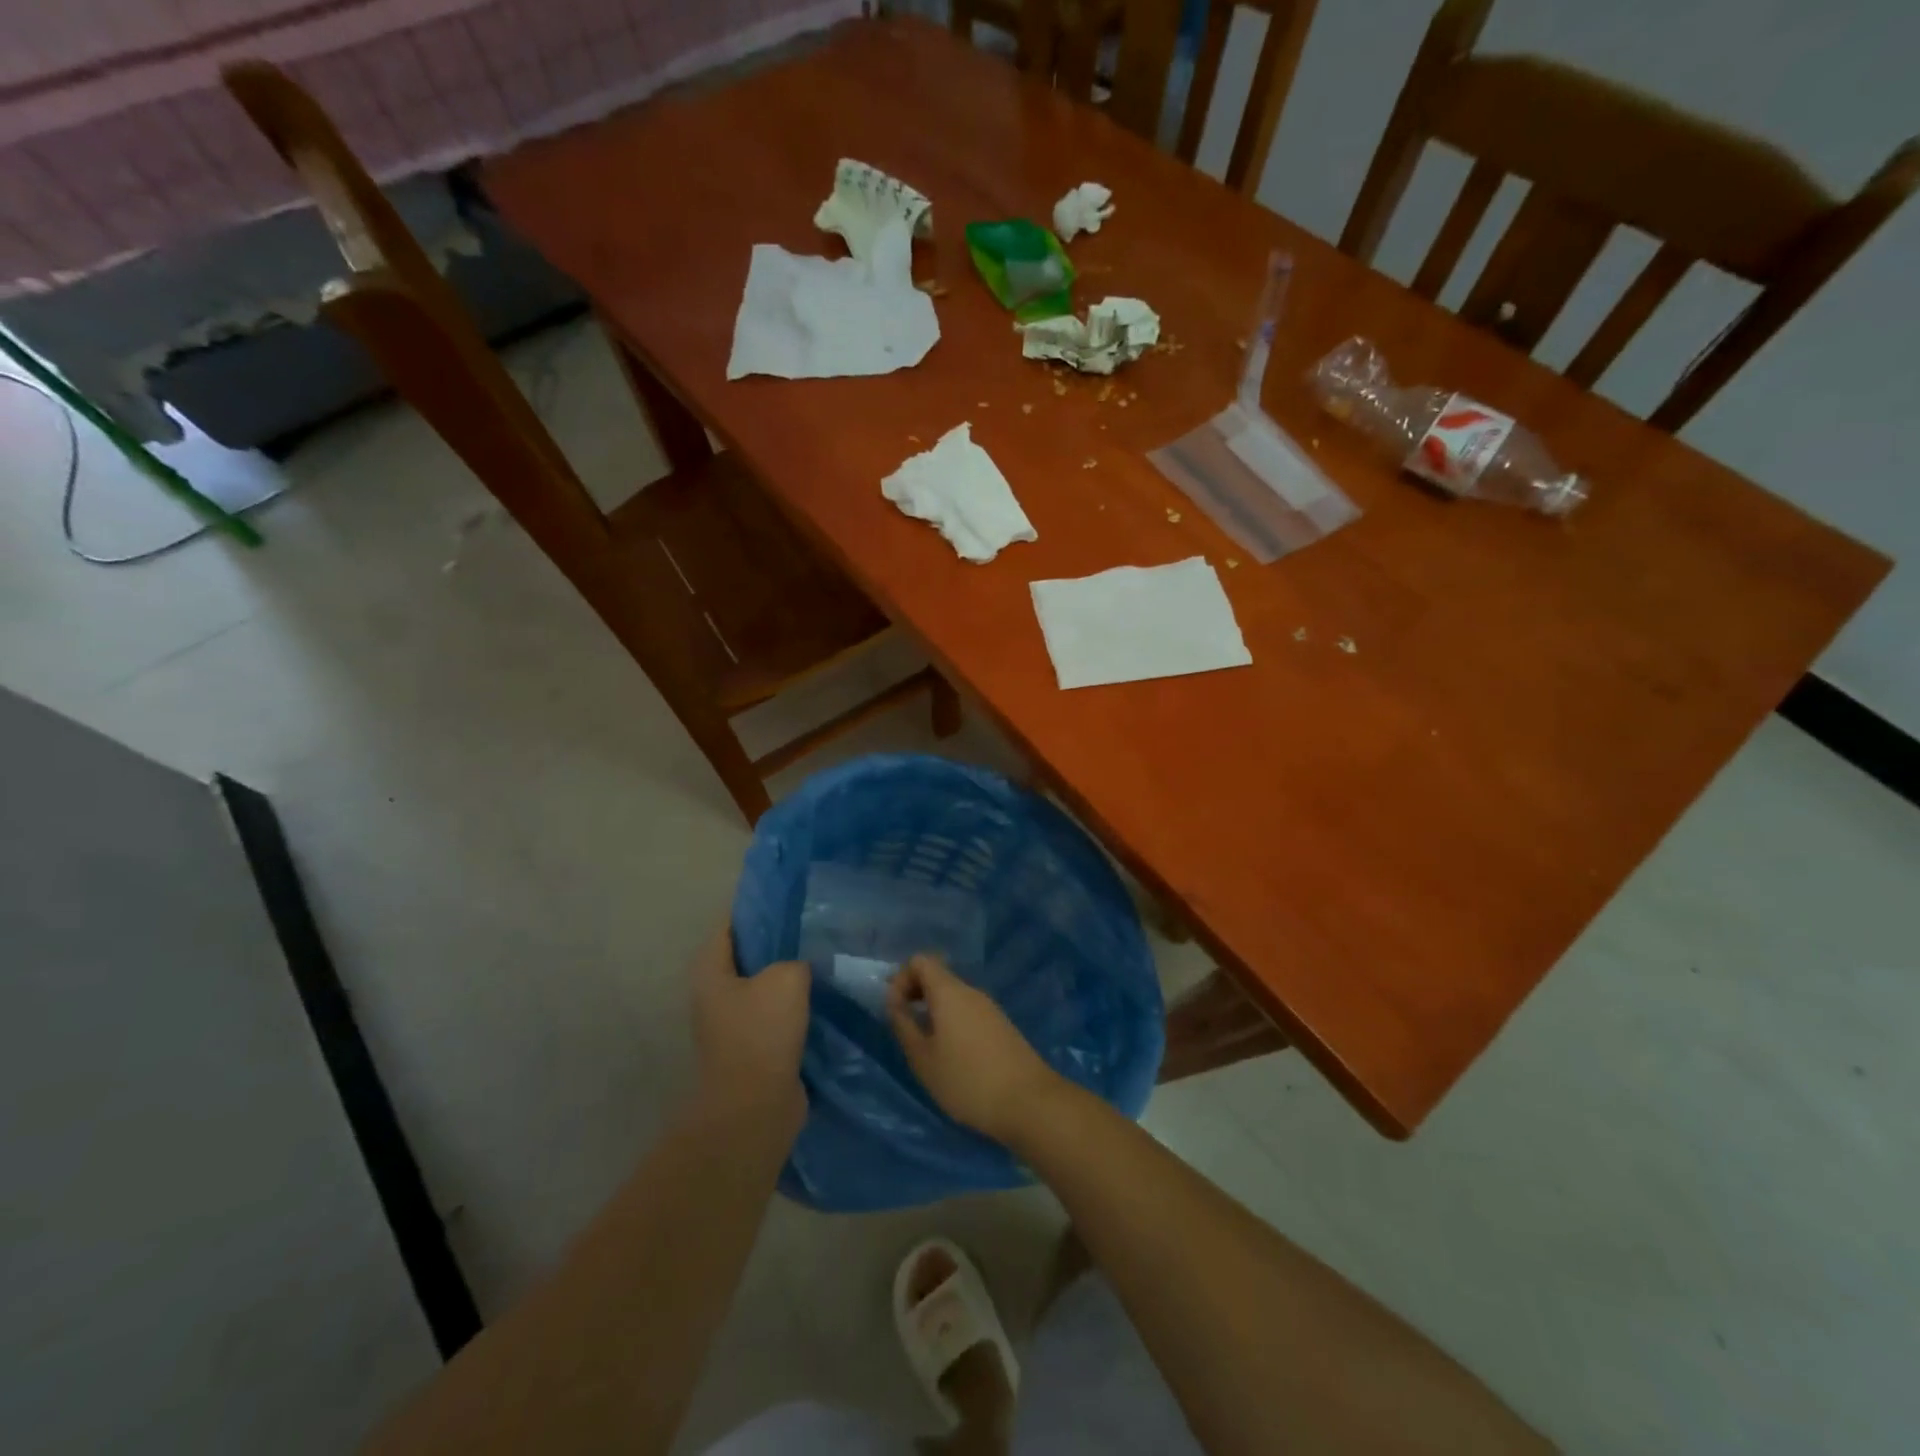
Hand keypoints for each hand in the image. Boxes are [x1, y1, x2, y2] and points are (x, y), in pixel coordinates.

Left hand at [690, 926, 808, 1123]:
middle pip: (748, 955)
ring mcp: (732, 1023)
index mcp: (711, 971)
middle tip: (812, 925)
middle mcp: (715, 994)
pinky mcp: (753, 1047)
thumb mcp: (786, 978)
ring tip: (823, 957)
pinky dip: (795, 1005)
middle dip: (777, 942)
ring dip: (789, 976)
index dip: (757, 907)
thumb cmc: (762, 1033)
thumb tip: (798, 967)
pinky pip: (776, 1013)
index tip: (788, 896)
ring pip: (764, 986)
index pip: (731, 924)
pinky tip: (823, 995)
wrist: (755, 1108)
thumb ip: (794, 960)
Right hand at [887, 954, 1062, 1143]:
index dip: (901, 979)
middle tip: (904, 1026)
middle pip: (937, 975)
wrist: (1028, 1101)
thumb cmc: (967, 1080)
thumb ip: (904, 1026)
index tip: (895, 1010)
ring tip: (925, 1045)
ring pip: (953, 995)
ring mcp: (989, 1007)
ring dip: (933, 1009)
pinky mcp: (1001, 1024)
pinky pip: (968, 1010)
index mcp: (949, 992)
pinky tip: (951, 1054)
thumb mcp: (923, 1059)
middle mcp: (970, 991)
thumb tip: (894, 1003)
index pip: (920, 961)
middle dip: (915, 993)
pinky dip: (951, 1021)